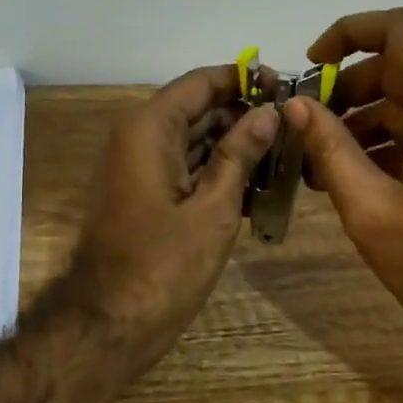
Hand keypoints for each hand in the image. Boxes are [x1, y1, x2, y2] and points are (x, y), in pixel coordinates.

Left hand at [67, 65, 278, 367]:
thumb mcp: (213, 208)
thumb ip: (240, 154)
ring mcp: (137, 167)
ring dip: (235, 147)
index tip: (287, 90)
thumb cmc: (163, 265)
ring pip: (193, 140)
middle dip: (245, 116)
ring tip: (285, 160)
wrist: (108, 323)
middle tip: (294, 131)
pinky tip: (256, 190)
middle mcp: (138, 137)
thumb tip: (268, 112)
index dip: (245, 80)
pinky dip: (216, 172)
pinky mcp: (142, 193)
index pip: (202, 82)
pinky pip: (184, 168)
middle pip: (198, 109)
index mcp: (150, 128)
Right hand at [284, 8, 402, 359]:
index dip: (351, 32)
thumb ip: (330, 149)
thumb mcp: (371, 210)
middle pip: (400, 68)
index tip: (313, 64)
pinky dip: (384, 143)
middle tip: (306, 126)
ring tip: (318, 161)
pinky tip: (349, 178)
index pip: (402, 31)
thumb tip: (295, 106)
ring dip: (361, 120)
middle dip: (346, 88)